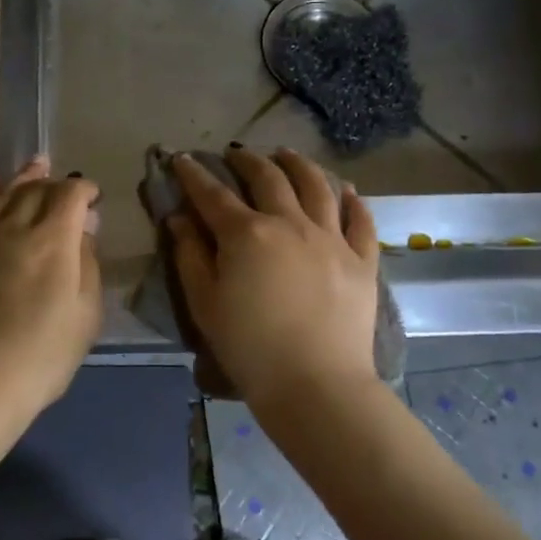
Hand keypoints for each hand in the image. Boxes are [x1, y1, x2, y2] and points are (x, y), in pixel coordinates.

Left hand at [0, 156, 102, 418]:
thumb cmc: (40, 358)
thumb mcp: (85, 317)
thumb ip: (88, 264)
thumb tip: (85, 227)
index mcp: (54, 240)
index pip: (71, 195)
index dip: (84, 190)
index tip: (92, 198)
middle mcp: (14, 225)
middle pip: (36, 190)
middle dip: (54, 183)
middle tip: (63, 184)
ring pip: (1, 193)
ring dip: (21, 177)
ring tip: (35, 164)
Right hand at [166, 148, 381, 408]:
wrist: (315, 384)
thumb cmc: (249, 348)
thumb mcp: (205, 304)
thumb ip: (190, 256)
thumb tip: (179, 218)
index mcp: (246, 234)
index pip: (213, 194)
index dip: (194, 174)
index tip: (183, 159)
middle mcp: (290, 223)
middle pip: (268, 178)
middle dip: (247, 160)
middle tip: (237, 154)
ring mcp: (331, 238)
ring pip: (317, 186)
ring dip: (299, 165)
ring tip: (287, 155)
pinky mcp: (361, 260)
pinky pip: (360, 220)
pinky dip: (352, 200)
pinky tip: (345, 190)